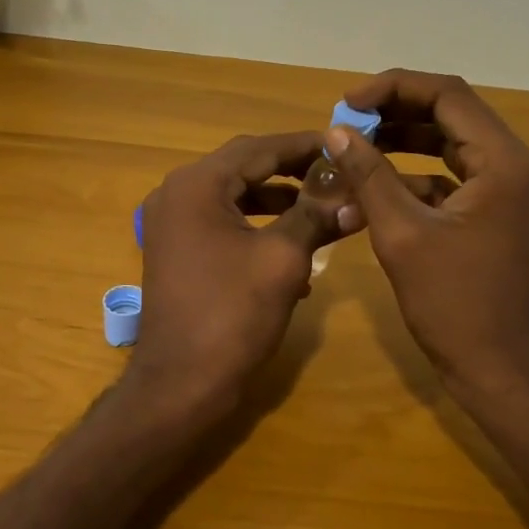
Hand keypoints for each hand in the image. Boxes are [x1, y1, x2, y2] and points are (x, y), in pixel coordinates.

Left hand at [131, 132, 347, 421]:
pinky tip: (294, 253)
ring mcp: (172, 224)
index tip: (343, 145)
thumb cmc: (232, 314)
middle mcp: (177, 194)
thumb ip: (317, 216)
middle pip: (244, 168)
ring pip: (235, 198)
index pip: (259, 148)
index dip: (305, 145)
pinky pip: (222, 224)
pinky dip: (257, 229)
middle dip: (293, 172)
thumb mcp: (283, 260)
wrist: (181, 383)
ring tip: (324, 209)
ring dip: (279, 202)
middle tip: (337, 174)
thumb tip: (356, 194)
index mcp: (197, 185)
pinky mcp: (177, 251)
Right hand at [325, 70, 528, 399]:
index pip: (447, 96)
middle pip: (451, 115)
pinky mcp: (494, 216)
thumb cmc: (454, 303)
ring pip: (449, 146)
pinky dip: (414, 177)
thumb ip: (369, 175)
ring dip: (402, 142)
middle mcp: (513, 166)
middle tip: (345, 122)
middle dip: (395, 112)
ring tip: (353, 147)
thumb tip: (337, 132)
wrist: (499, 369)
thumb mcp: (402, 235)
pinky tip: (374, 188)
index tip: (346, 103)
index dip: (393, 89)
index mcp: (503, 162)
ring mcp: (506, 192)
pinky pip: (451, 179)